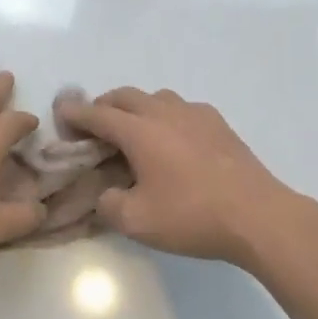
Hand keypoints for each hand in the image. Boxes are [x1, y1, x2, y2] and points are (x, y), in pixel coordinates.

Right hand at [66, 88, 317, 265]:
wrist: (257, 215)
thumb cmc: (192, 216)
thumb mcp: (137, 221)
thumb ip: (109, 204)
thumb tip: (106, 193)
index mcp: (139, 131)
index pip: (97, 114)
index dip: (75, 114)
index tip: (60, 114)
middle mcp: (164, 112)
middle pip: (124, 96)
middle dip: (103, 107)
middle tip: (93, 128)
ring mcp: (195, 113)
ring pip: (155, 98)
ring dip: (135, 108)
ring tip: (132, 133)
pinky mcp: (218, 123)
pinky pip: (181, 108)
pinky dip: (164, 116)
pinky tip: (172, 140)